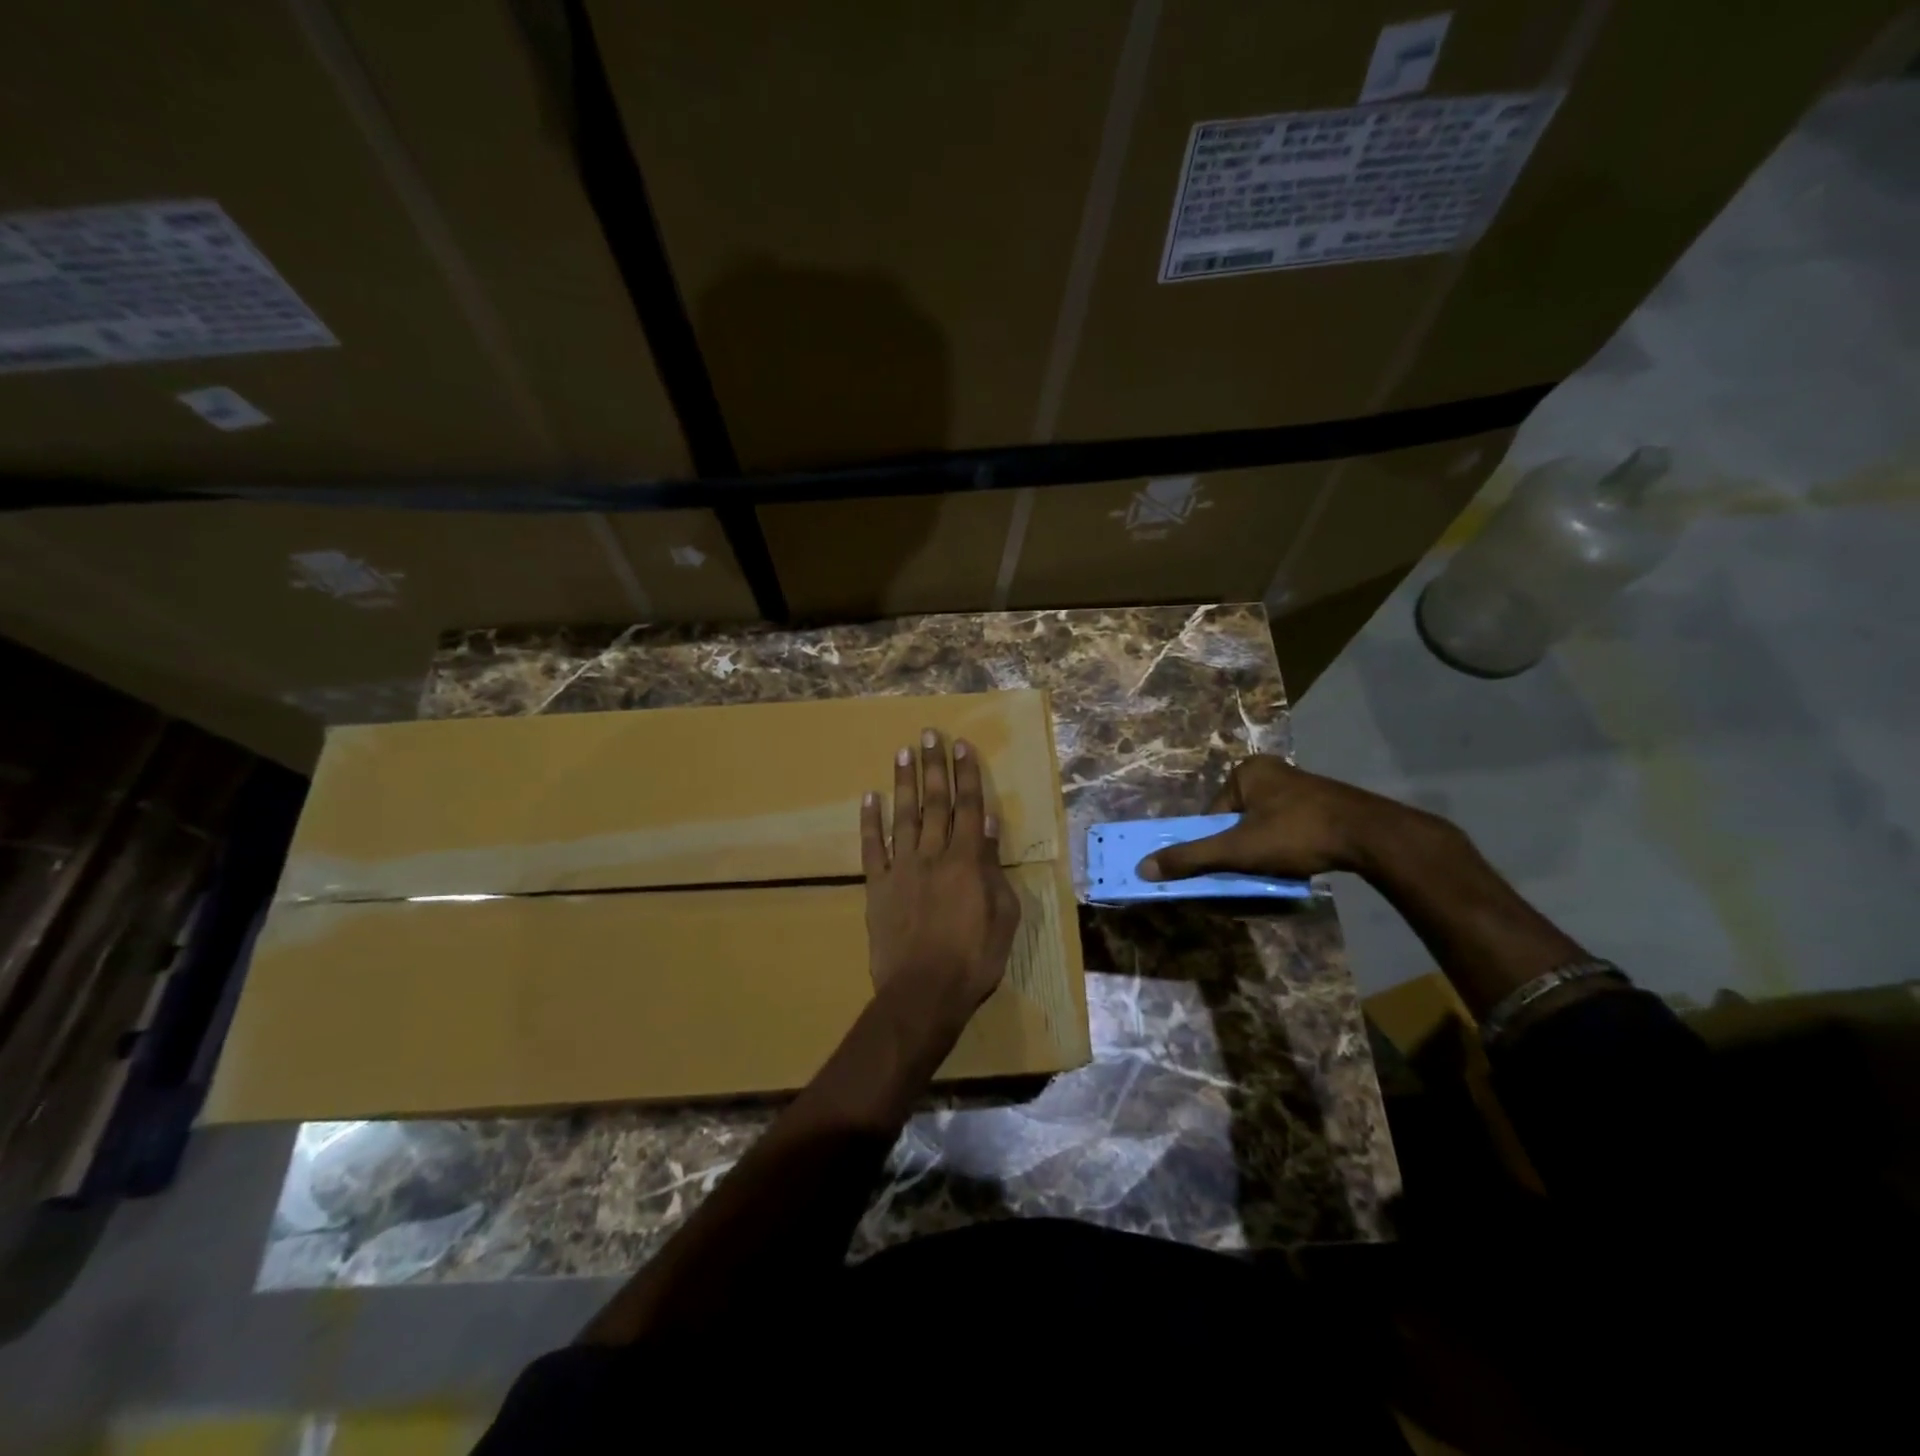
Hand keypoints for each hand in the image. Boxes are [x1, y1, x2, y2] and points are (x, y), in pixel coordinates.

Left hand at [861, 729, 1021, 1042]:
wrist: (923, 993)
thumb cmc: (974, 960)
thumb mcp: (1002, 916)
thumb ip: (994, 869)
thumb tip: (989, 826)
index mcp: (967, 861)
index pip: (969, 808)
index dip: (967, 775)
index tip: (961, 746)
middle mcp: (933, 855)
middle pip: (935, 802)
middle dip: (934, 766)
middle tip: (928, 734)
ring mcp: (901, 869)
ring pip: (903, 816)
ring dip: (903, 782)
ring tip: (903, 752)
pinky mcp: (877, 886)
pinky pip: (872, 848)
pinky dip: (870, 822)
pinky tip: (869, 797)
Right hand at [1138, 755, 1416, 881]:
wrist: (1370, 835)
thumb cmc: (1296, 833)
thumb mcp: (1236, 849)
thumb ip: (1191, 858)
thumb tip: (1143, 868)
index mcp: (1246, 771)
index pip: (1213, 812)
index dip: (1213, 842)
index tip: (1224, 865)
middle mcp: (1271, 771)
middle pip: (1236, 819)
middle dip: (1239, 848)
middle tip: (1248, 872)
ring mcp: (1299, 786)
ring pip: (1262, 826)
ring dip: (1262, 850)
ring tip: (1274, 870)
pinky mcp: (1322, 804)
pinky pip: (1288, 827)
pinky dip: (1285, 847)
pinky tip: (1296, 863)